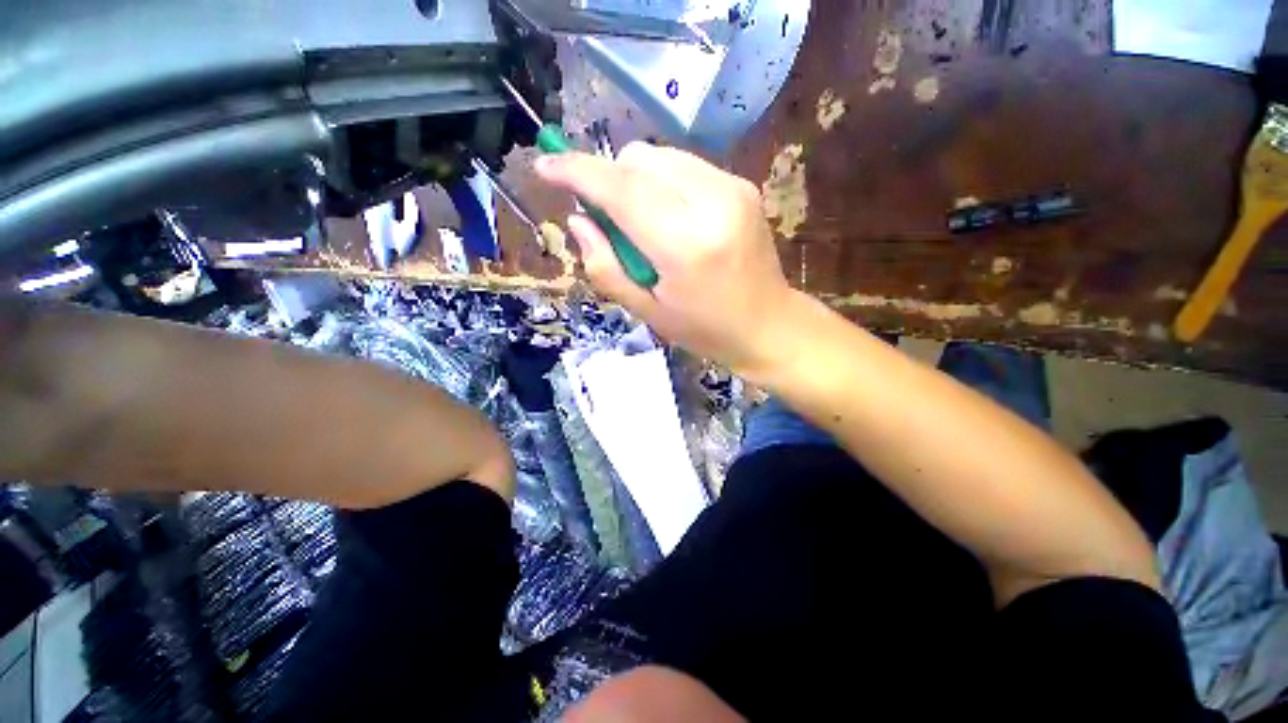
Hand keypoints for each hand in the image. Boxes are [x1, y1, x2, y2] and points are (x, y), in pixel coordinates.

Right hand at [534, 142, 795, 373]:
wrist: (768, 325)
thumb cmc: (705, 329)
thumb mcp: (647, 311)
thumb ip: (605, 267)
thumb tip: (578, 221)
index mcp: (685, 245)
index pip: (621, 190)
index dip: (577, 172)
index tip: (545, 166)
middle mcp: (712, 203)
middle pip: (639, 161)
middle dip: (609, 180)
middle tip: (607, 219)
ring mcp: (733, 188)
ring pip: (660, 157)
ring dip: (635, 181)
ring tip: (642, 224)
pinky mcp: (742, 185)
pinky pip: (684, 167)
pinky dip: (662, 183)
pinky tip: (669, 217)